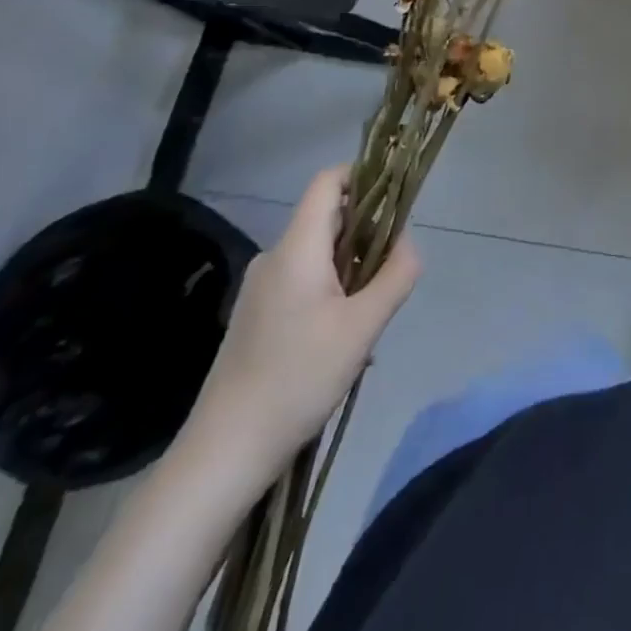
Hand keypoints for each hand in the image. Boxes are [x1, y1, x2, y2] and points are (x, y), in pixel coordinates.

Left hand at [181, 167, 420, 486]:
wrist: (222, 453)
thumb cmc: (297, 379)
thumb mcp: (363, 326)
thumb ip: (396, 274)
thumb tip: (408, 243)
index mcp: (296, 248)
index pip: (328, 182)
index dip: (364, 177)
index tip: (395, 203)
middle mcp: (275, 257)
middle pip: (329, 219)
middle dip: (367, 236)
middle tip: (389, 277)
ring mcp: (260, 289)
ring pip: (320, 255)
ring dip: (352, 271)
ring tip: (367, 320)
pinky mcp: (256, 316)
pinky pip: (304, 283)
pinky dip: (332, 294)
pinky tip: (341, 341)